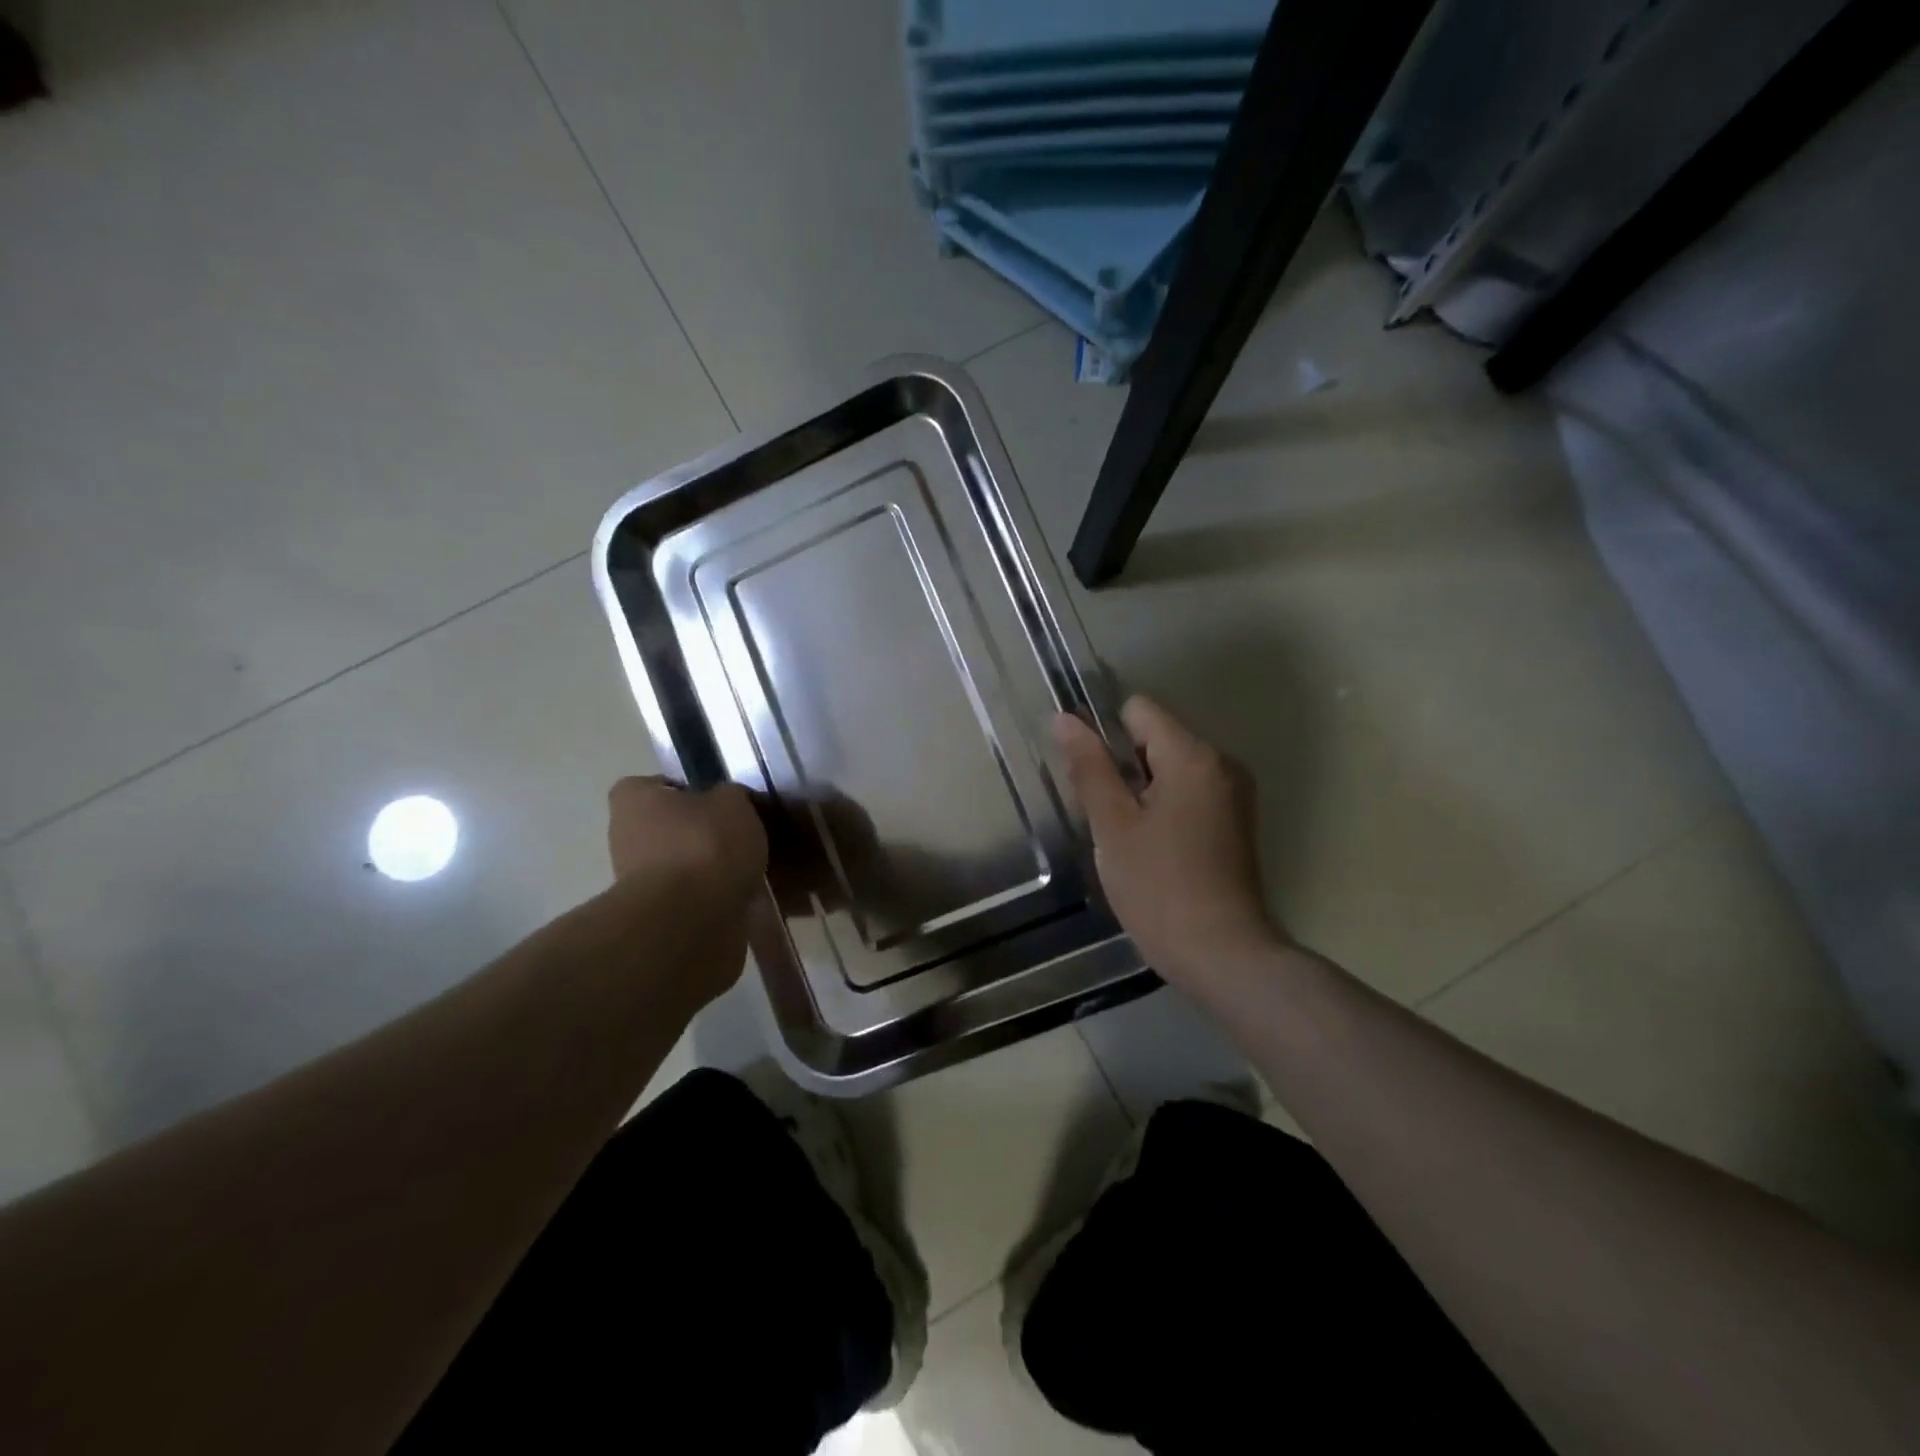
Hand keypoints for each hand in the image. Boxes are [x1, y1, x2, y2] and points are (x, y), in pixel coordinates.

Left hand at [605, 776, 767, 1001]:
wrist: (692, 922)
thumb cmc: (706, 846)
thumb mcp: (734, 802)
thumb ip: (731, 796)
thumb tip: (729, 803)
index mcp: (634, 800)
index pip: (657, 786)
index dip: (689, 791)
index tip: (720, 803)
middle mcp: (625, 837)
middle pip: (671, 829)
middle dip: (702, 834)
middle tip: (741, 837)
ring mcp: (637, 882)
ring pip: (682, 866)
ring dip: (709, 870)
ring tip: (750, 870)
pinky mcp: (655, 918)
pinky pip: (691, 899)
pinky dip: (714, 899)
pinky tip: (744, 898)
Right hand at [1054, 696, 1281, 987]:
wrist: (1222, 954)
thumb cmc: (1159, 887)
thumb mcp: (1113, 825)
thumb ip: (1089, 767)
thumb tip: (1065, 719)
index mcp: (1193, 756)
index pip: (1138, 709)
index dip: (1104, 733)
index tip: (1088, 776)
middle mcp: (1222, 763)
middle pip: (1156, 737)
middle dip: (1122, 766)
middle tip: (1103, 816)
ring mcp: (1234, 794)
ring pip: (1171, 767)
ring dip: (1141, 790)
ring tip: (1124, 837)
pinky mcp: (1236, 821)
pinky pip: (1189, 792)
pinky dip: (1164, 807)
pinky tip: (1150, 848)